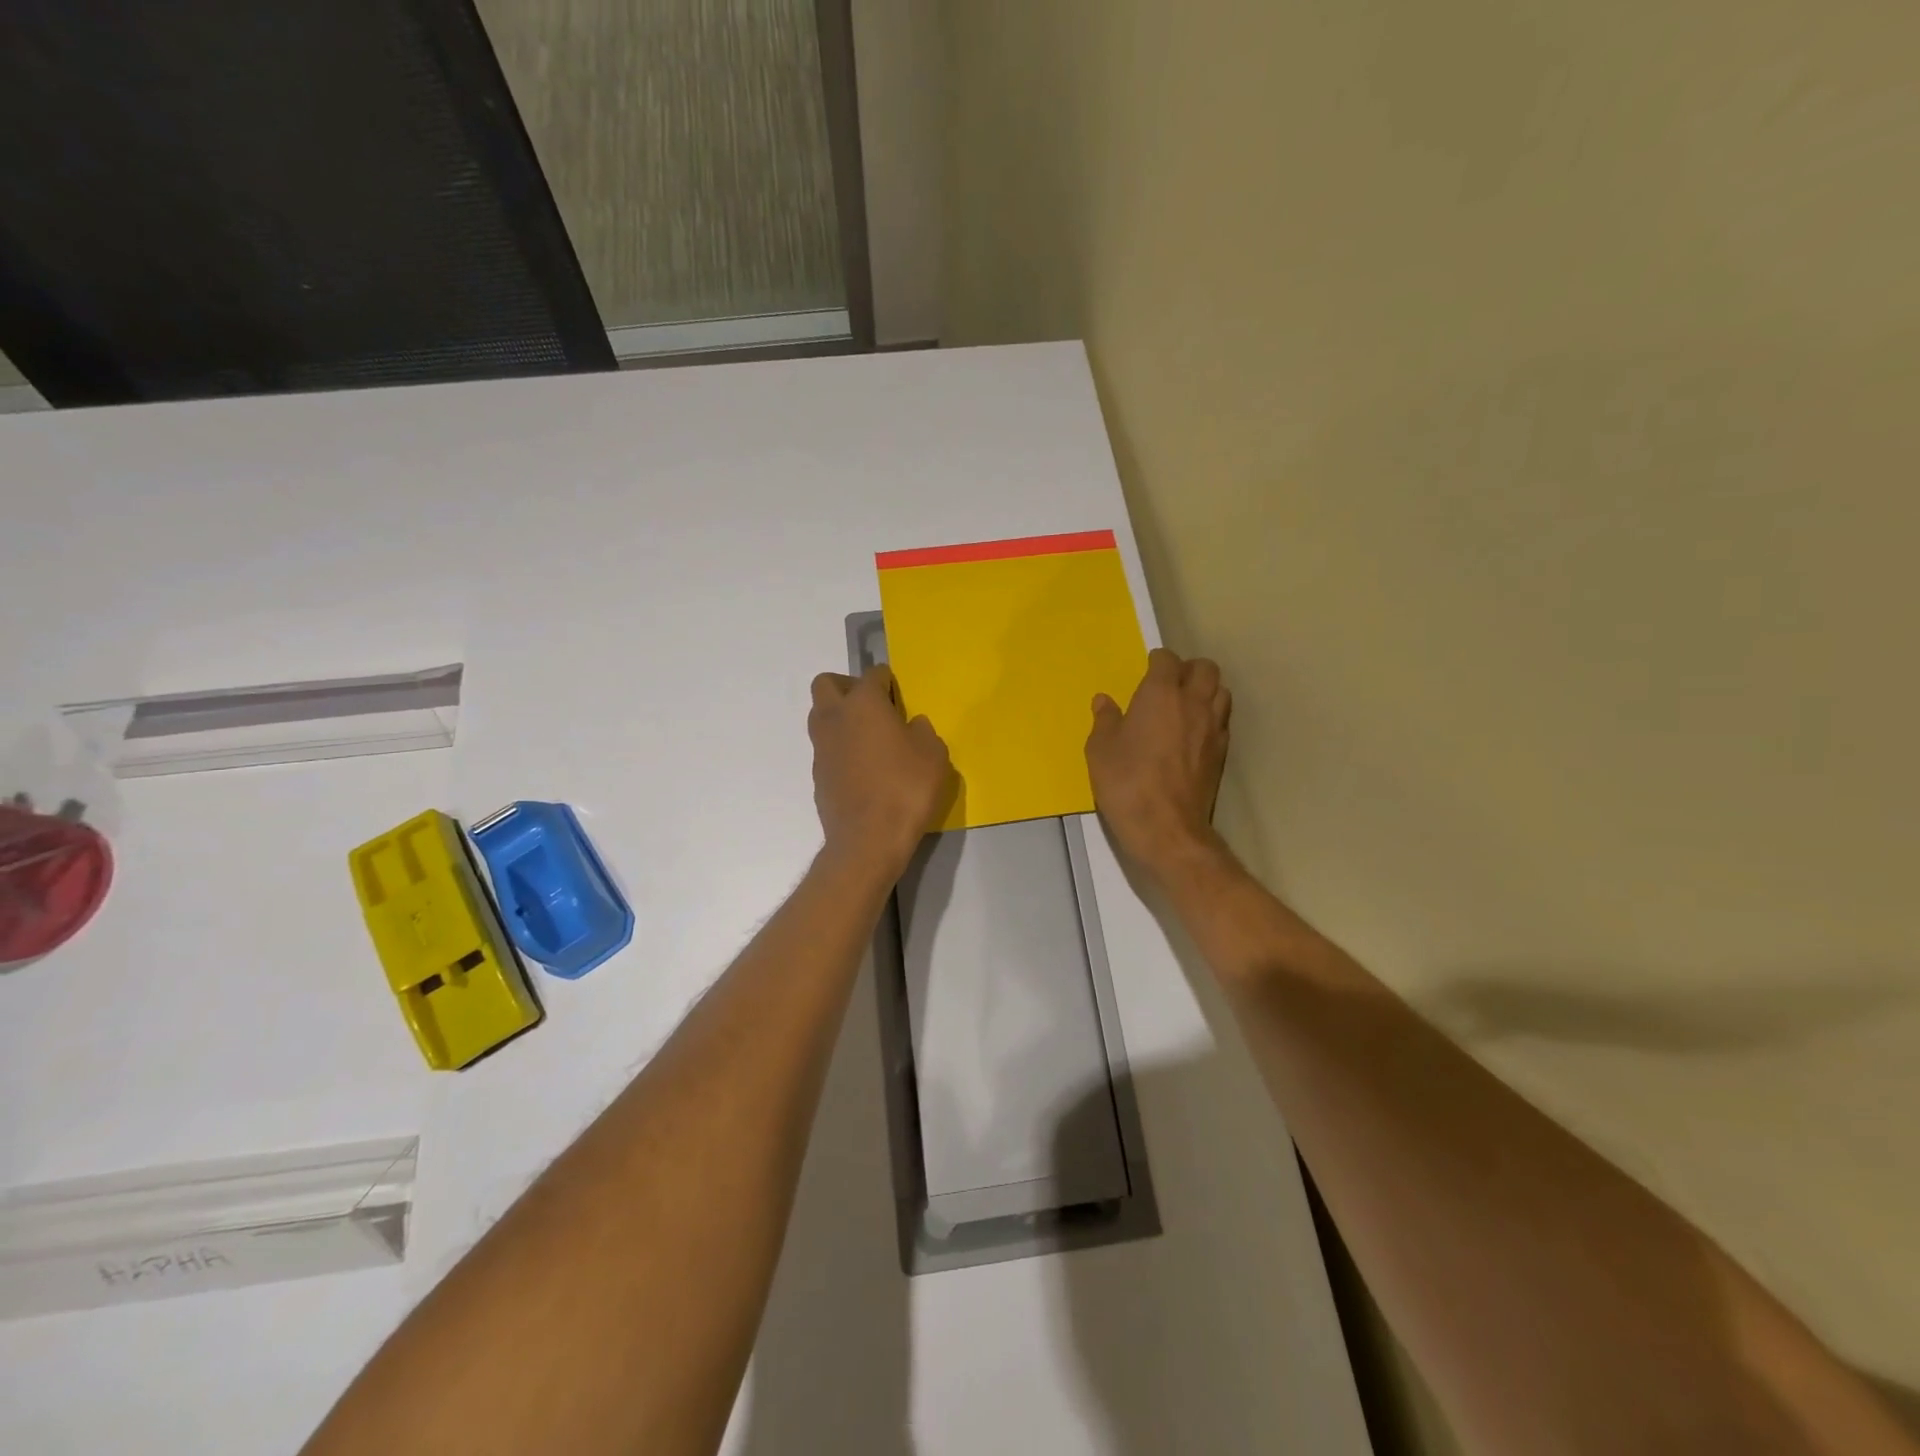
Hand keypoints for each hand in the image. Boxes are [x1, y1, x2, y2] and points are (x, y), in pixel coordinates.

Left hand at [809, 665, 952, 876]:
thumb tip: (912, 725)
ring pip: (822, 717)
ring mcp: (821, 748)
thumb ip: (923, 731)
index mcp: (863, 704)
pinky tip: (864, 770)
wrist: (868, 839)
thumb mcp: (933, 754)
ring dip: (841, 719)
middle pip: (827, 685)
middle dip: (848, 687)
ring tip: (871, 739)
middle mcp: (835, 718)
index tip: (899, 694)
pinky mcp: (818, 776)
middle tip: (873, 706)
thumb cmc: (905, 788)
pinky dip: (841, 750)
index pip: (872, 675)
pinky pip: (827, 750)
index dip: (887, 681)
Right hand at [1086, 648, 1231, 879]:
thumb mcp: (1100, 750)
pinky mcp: (1221, 752)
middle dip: (1188, 669)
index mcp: (1160, 694)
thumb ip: (1104, 720)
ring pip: (1221, 691)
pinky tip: (1193, 732)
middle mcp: (1193, 703)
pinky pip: (1222, 720)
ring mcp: (1212, 727)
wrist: (1166, 828)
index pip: (1167, 660)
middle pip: (1205, 668)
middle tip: (1168, 684)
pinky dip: (1211, 716)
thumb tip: (1104, 701)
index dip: (1157, 661)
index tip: (1146, 669)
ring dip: (1205, 690)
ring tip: (1185, 704)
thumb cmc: (1126, 783)